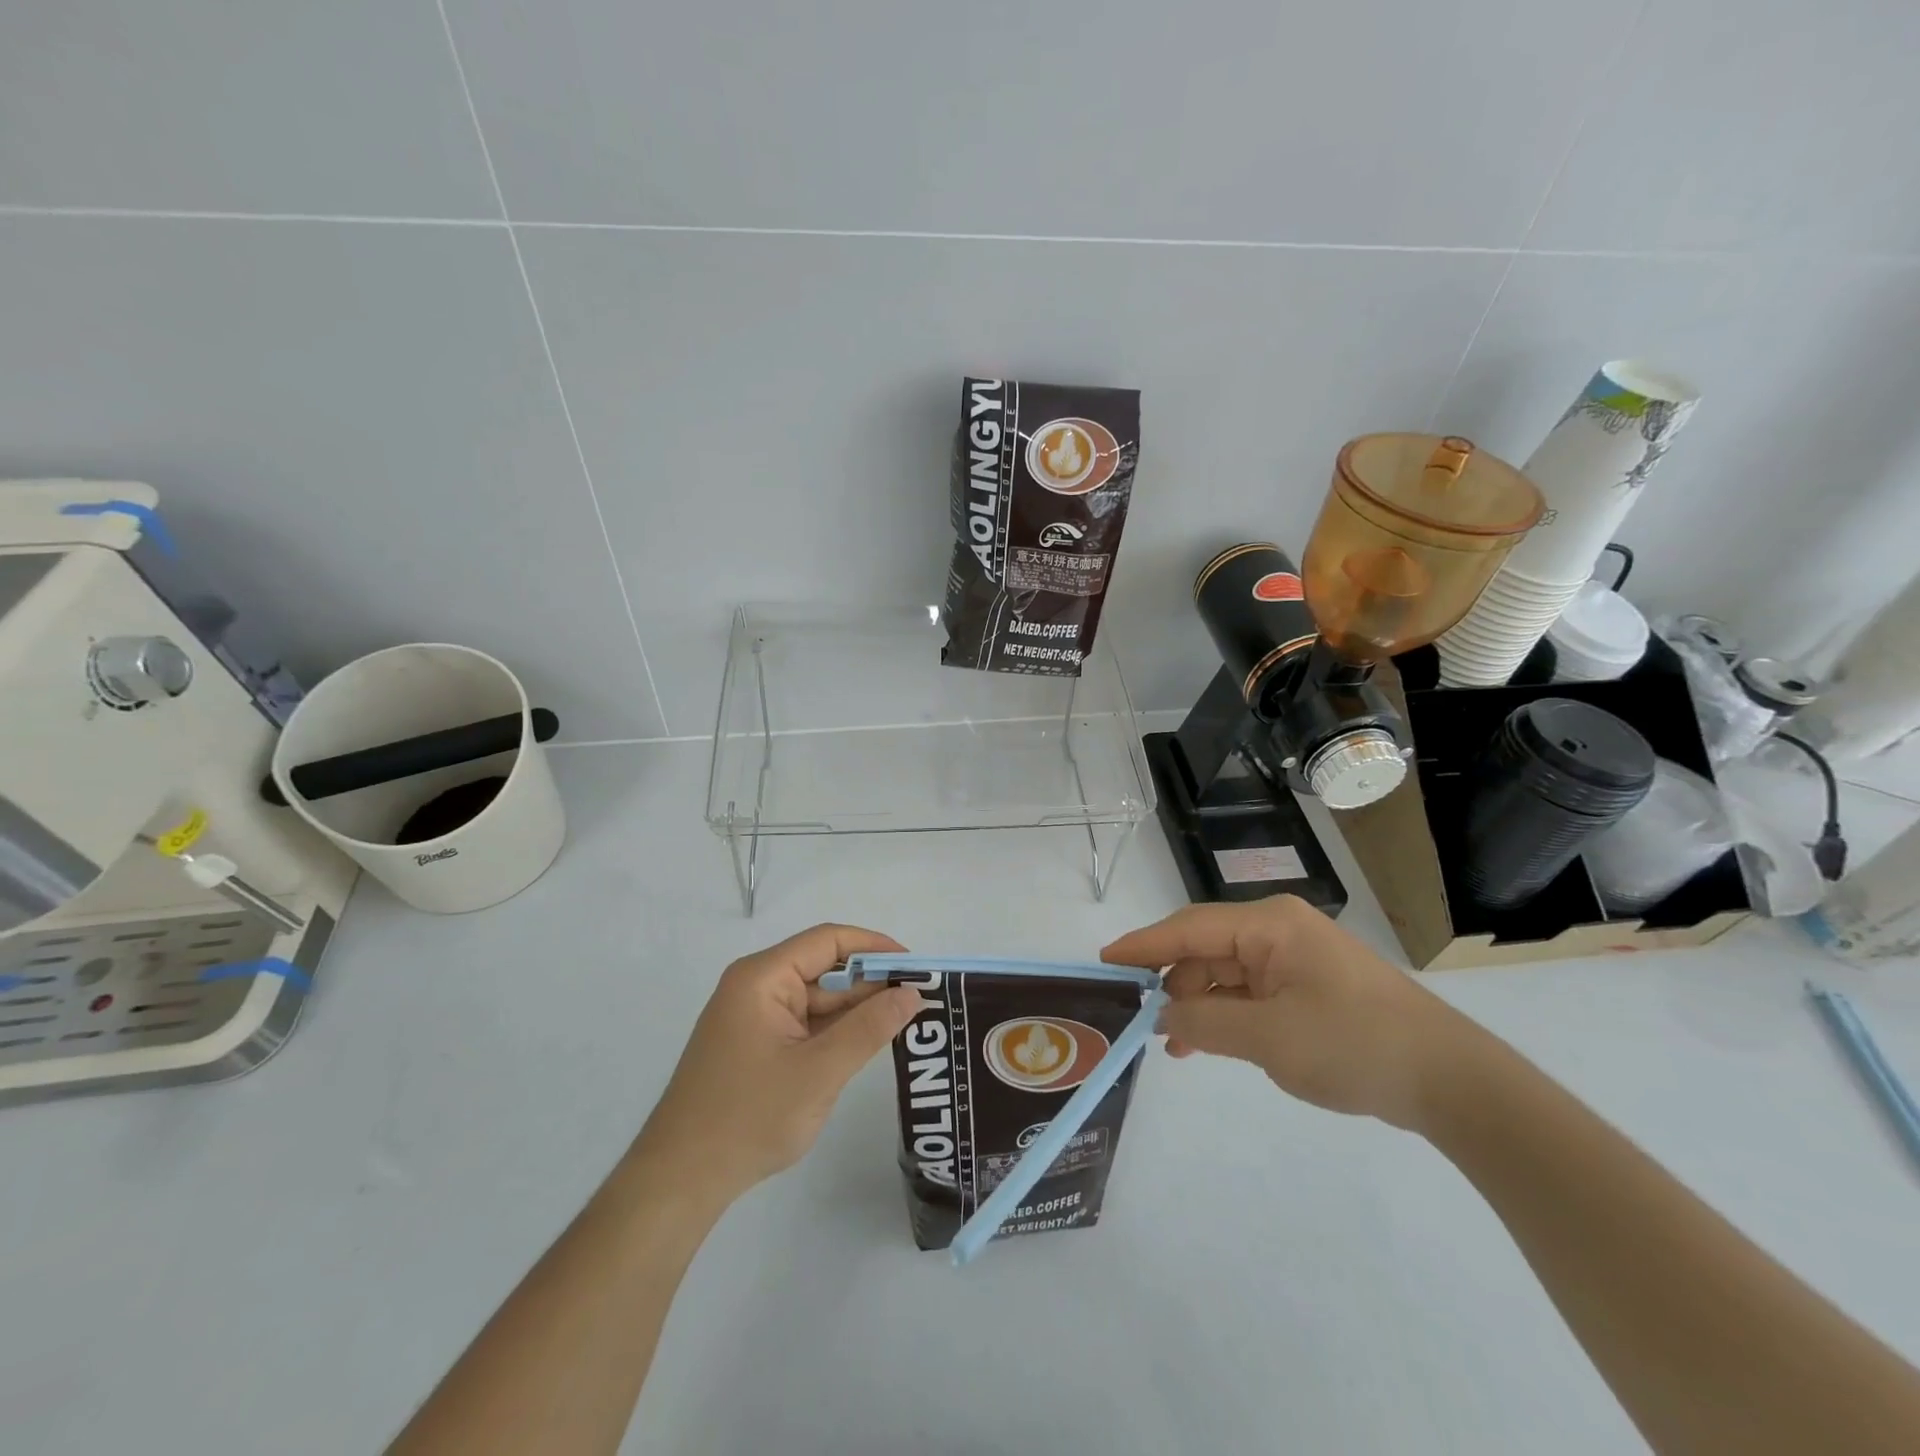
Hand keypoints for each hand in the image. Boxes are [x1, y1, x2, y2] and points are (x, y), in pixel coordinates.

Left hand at [632, 924, 923, 1204]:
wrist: (680, 1181)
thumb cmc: (748, 1117)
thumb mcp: (819, 1072)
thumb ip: (869, 1029)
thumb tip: (912, 993)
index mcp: (763, 977)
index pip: (828, 941)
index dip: (875, 947)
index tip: (915, 966)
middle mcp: (757, 987)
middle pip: (824, 969)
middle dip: (871, 982)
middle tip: (920, 998)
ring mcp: (756, 1017)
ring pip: (818, 1000)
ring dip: (857, 1009)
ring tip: (907, 1019)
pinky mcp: (757, 1045)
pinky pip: (806, 1024)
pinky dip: (837, 1031)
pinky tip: (869, 1041)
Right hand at [1102, 896, 1472, 1129]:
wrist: (1451, 1081)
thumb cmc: (1354, 1045)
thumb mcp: (1269, 1038)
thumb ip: (1204, 1023)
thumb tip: (1160, 1017)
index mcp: (1269, 925)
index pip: (1188, 928)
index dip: (1143, 945)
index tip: (1103, 961)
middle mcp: (1278, 931)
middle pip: (1205, 949)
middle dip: (1172, 983)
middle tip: (1138, 1018)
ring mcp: (1295, 958)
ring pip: (1226, 973)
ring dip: (1198, 1005)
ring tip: (1173, 1045)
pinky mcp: (1308, 986)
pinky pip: (1250, 992)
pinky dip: (1226, 1015)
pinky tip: (1206, 1043)